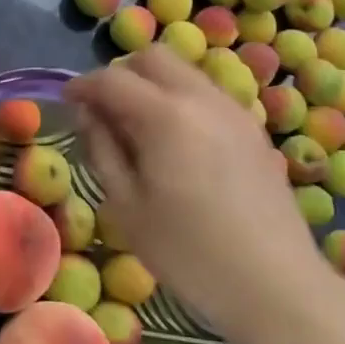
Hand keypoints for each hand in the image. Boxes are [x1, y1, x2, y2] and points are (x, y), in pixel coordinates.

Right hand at [65, 48, 327, 336]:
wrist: (276, 285)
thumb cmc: (189, 253)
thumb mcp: (127, 207)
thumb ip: (103, 150)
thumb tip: (89, 114)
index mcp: (165, 115)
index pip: (112, 79)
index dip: (83, 85)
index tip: (67, 102)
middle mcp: (202, 98)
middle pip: (154, 58)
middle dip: (122, 74)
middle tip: (105, 110)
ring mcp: (234, 111)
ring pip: (185, 72)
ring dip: (154, 84)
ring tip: (139, 127)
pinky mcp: (254, 130)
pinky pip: (208, 94)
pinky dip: (182, 100)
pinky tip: (177, 142)